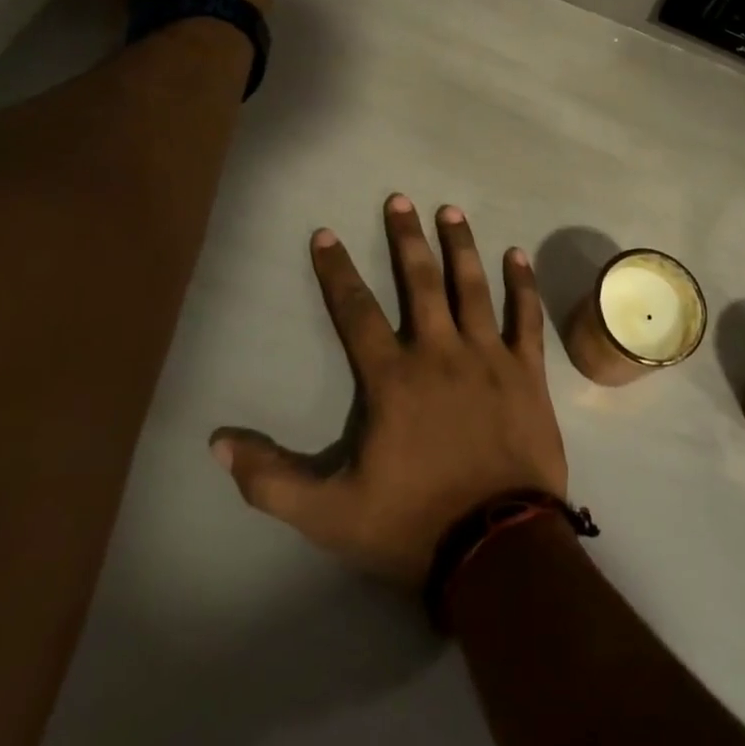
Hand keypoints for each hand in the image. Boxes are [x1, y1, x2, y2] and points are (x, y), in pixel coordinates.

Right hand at [212, 196, 568, 587]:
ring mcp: (488, 357)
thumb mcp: (329, 514)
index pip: (355, 311)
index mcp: (393, 378)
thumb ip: (272, 479)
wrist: (497, 547)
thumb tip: (217, 444)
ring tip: (450, 210)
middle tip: (399, 198)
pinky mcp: (527, 372)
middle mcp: (440, 352)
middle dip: (406, 238)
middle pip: (420, 281)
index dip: (336, 271)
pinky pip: (526, 317)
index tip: (325, 234)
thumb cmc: (413, 525)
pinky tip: (516, 255)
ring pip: (472, 287)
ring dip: (460, 246)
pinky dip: (522, 284)